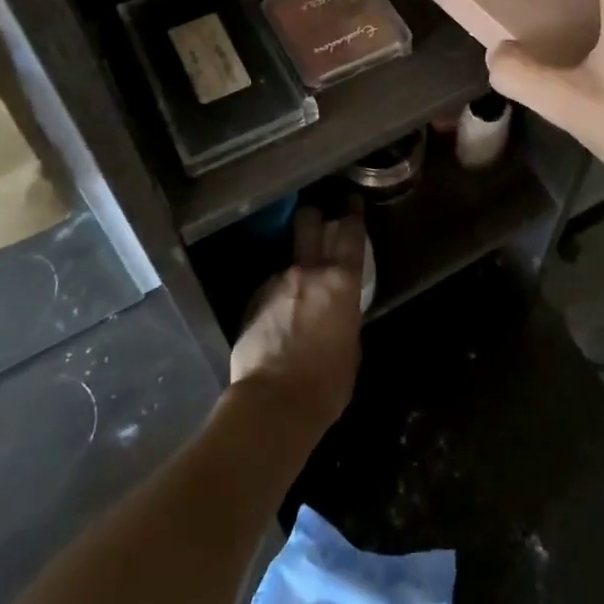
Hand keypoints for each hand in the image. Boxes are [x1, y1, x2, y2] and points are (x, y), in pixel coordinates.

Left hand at [228, 204, 366, 434]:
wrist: (273, 404)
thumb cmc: (327, 384)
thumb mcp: (351, 348)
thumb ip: (345, 317)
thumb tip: (338, 310)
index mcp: (340, 282)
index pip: (350, 233)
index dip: (352, 212)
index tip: (351, 199)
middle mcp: (307, 272)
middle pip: (308, 224)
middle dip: (312, 215)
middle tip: (316, 216)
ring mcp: (275, 283)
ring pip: (288, 265)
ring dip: (294, 274)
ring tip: (296, 302)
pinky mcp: (251, 301)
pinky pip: (270, 291)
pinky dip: (276, 300)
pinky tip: (277, 324)